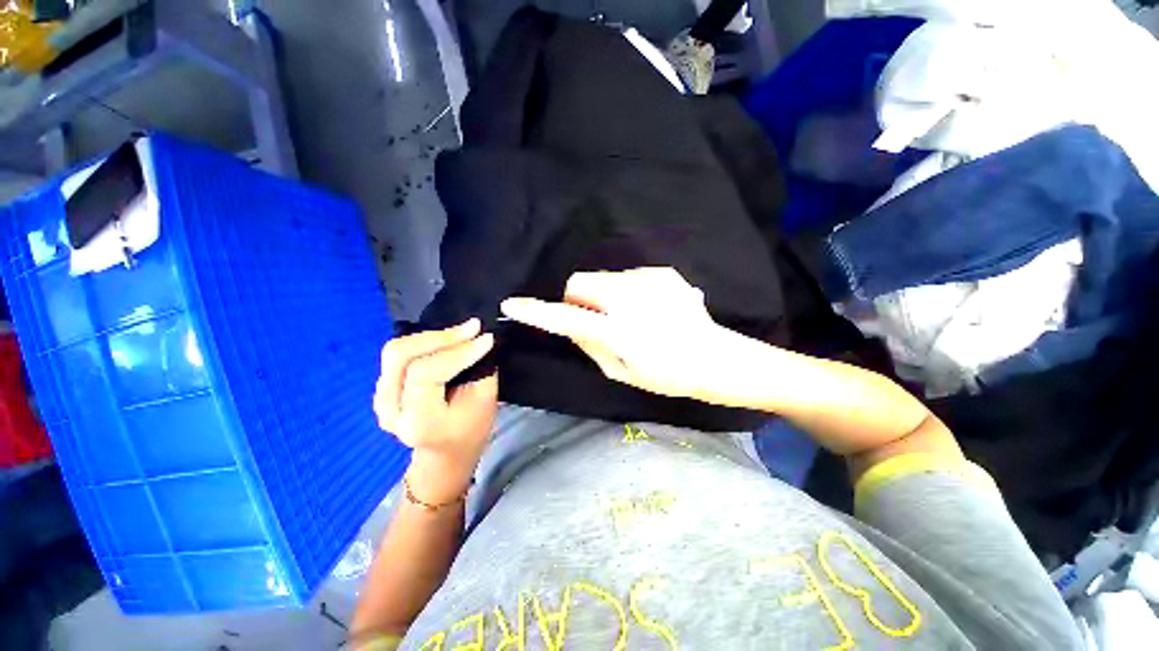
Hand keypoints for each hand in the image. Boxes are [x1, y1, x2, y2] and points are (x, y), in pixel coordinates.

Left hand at [374, 319, 497, 501]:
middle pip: (401, 355)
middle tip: (472, 328)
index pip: (425, 372)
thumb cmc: (471, 429)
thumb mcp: (485, 401)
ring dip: (432, 337)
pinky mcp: (382, 388)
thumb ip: (480, 368)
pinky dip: (425, 343)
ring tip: (462, 333)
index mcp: (417, 420)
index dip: (457, 351)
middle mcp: (390, 409)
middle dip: (441, 336)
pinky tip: (446, 343)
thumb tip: (478, 338)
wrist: (447, 452)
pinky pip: (398, 355)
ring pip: (396, 351)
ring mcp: (380, 399)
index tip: (486, 338)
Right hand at [500, 268, 766, 405]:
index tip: (513, 303)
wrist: (716, 358)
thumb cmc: (667, 375)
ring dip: (602, 295)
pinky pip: (627, 277)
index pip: (567, 317)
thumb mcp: (621, 371)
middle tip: (594, 319)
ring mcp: (649, 280)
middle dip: (577, 298)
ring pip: (603, 279)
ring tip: (627, 316)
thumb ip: (589, 345)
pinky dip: (626, 291)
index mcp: (620, 330)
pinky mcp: (662, 272)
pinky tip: (648, 309)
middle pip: (580, 281)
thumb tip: (569, 324)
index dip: (537, 311)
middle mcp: (631, 298)